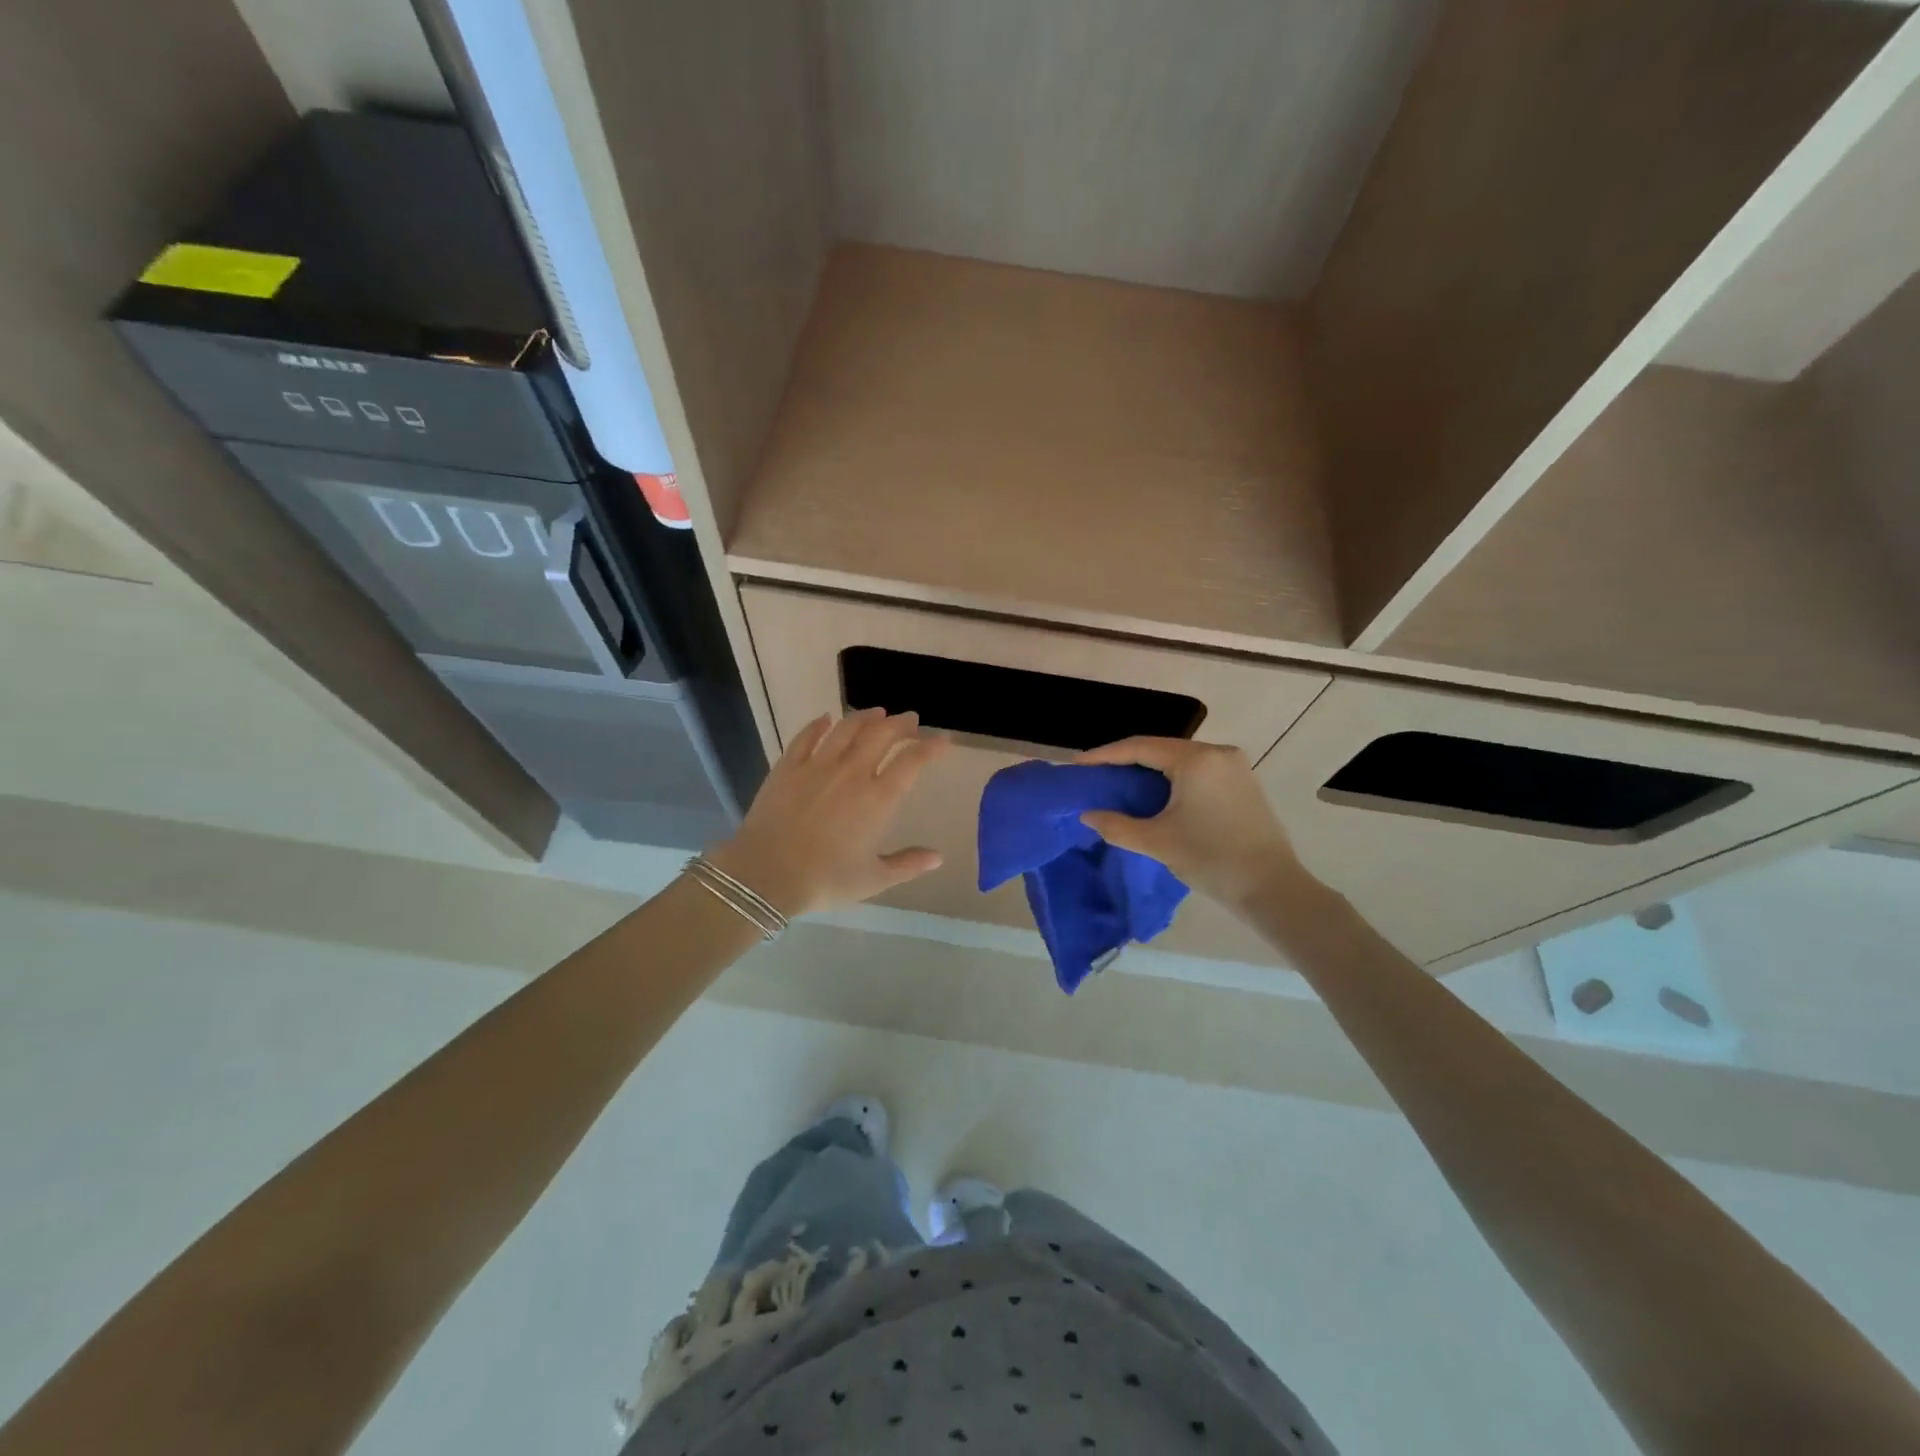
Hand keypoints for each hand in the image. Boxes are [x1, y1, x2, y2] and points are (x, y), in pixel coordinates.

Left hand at [706, 710, 949, 917]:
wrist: (766, 875)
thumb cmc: (825, 880)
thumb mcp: (873, 879)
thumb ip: (908, 865)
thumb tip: (938, 857)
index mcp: (878, 799)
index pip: (912, 761)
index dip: (931, 747)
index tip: (943, 740)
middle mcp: (852, 773)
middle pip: (882, 735)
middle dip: (902, 724)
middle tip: (911, 720)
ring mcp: (818, 765)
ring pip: (847, 728)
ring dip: (866, 717)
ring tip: (877, 713)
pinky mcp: (788, 766)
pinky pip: (807, 736)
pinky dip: (820, 724)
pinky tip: (826, 719)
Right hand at [1075, 737, 1310, 910]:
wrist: (1272, 889)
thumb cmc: (1212, 860)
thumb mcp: (1157, 842)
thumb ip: (1116, 825)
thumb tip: (1088, 815)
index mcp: (1196, 759)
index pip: (1140, 747)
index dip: (1105, 755)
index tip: (1078, 765)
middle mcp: (1217, 753)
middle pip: (1160, 749)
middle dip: (1126, 761)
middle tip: (1096, 775)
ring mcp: (1234, 766)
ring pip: (1179, 760)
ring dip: (1149, 770)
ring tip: (1120, 783)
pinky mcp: (1243, 783)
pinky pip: (1197, 771)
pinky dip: (1171, 778)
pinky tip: (1155, 794)